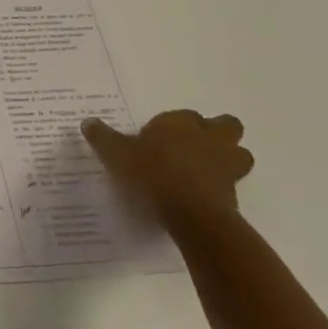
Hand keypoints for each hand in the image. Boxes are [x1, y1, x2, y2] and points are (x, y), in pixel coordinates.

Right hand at [84, 109, 253, 232]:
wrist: (190, 213)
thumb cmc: (151, 174)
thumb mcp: (116, 154)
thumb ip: (103, 137)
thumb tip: (88, 122)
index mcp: (180, 123)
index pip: (184, 115)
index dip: (175, 125)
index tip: (159, 138)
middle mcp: (207, 137)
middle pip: (227, 126)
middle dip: (217, 132)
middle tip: (196, 146)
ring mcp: (226, 164)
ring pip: (239, 153)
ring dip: (229, 157)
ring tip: (208, 170)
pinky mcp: (234, 191)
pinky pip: (233, 182)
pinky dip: (223, 185)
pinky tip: (205, 194)